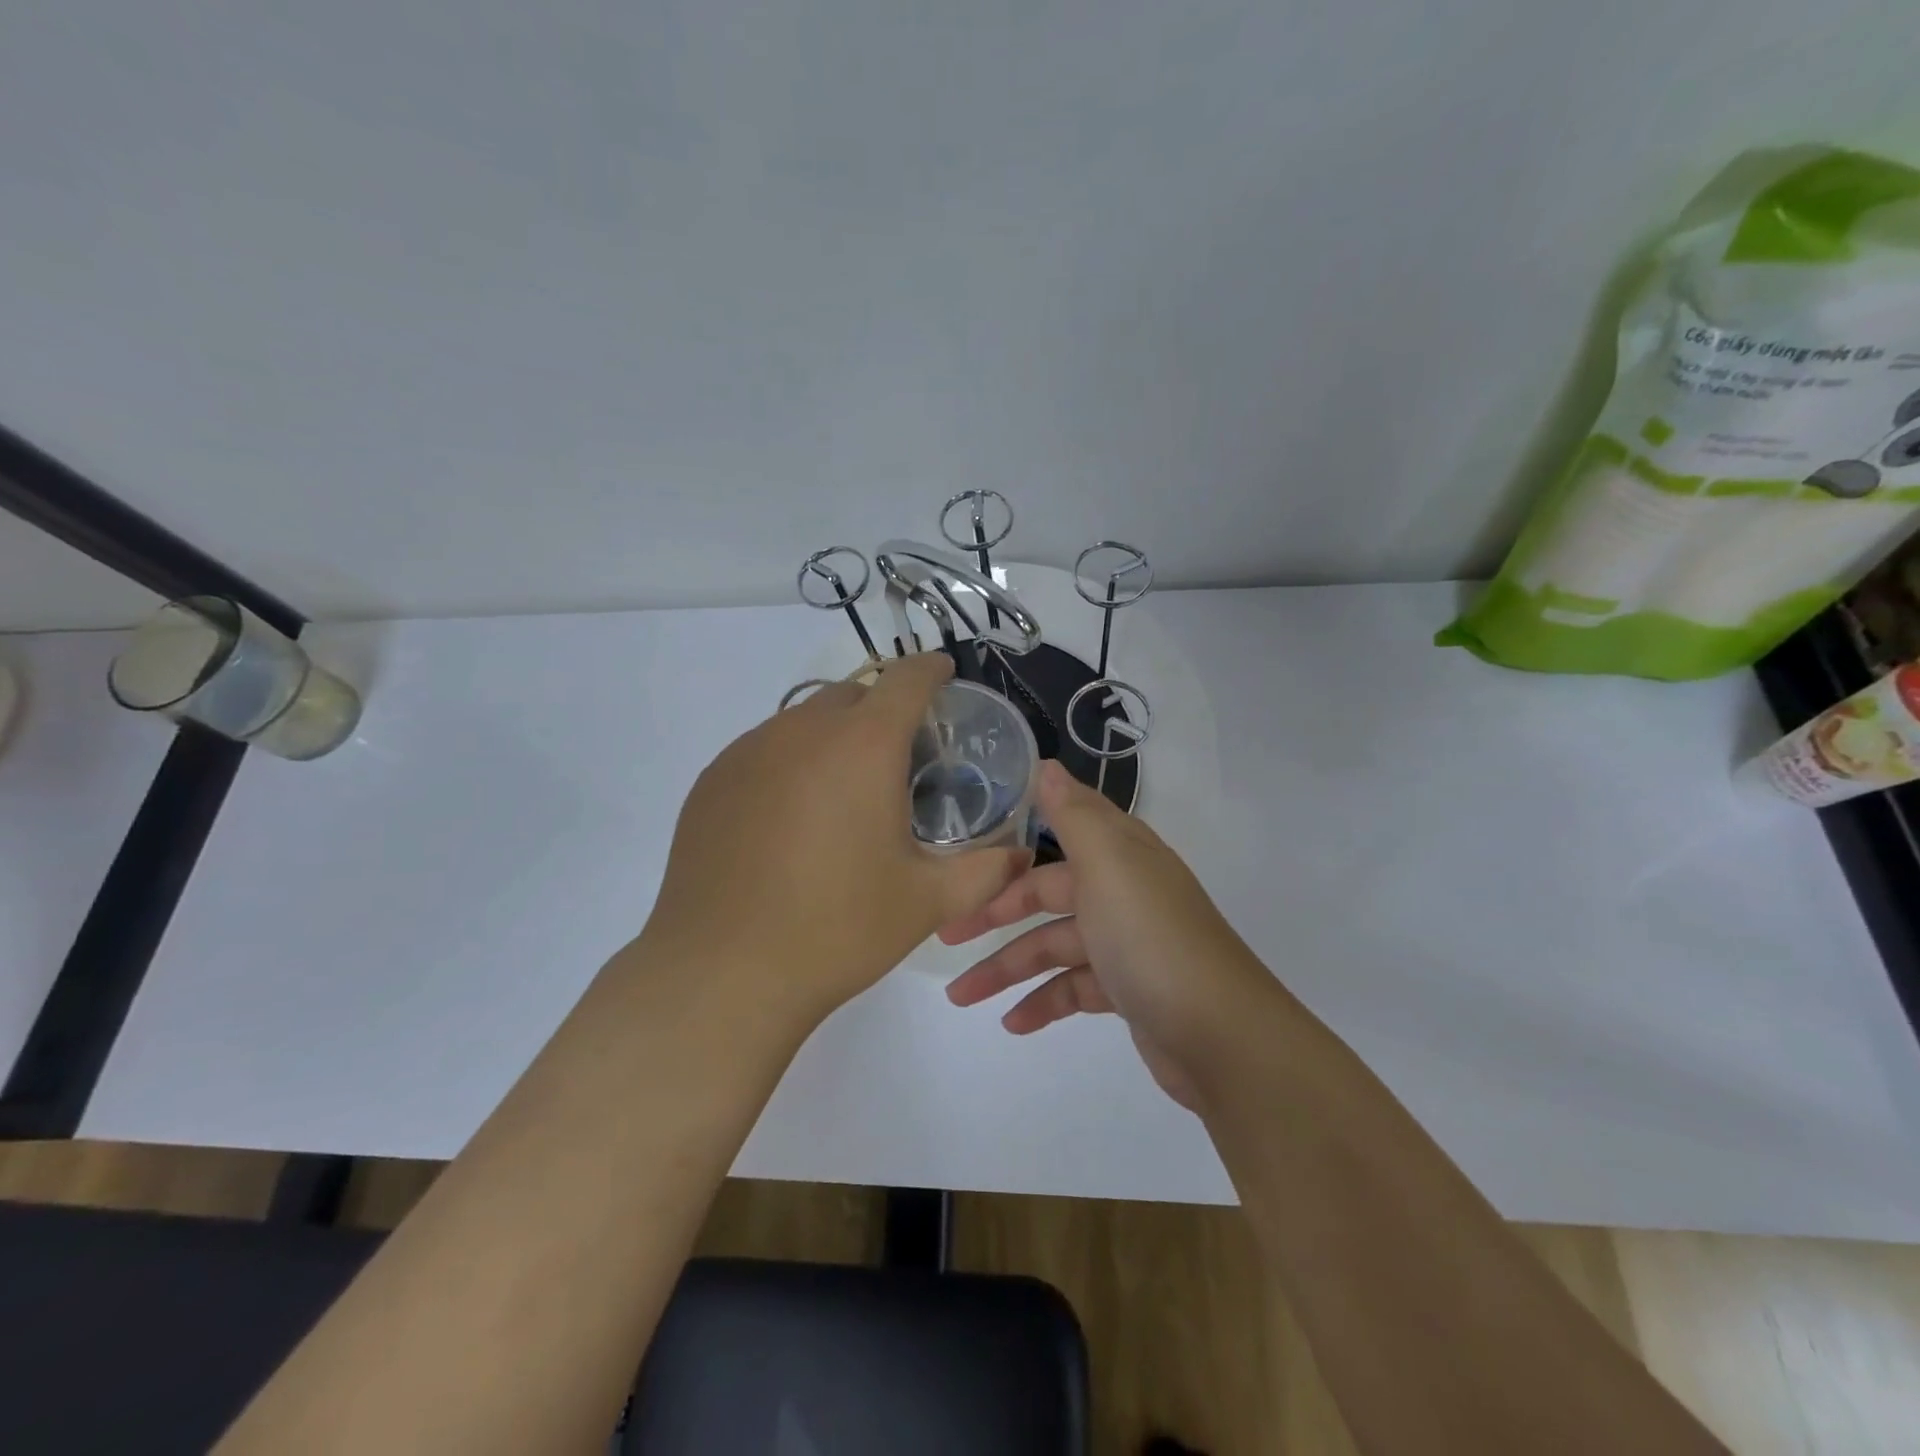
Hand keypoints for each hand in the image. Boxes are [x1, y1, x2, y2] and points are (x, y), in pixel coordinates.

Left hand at [642, 653, 1027, 1022]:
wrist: (722, 972)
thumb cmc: (837, 929)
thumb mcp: (927, 902)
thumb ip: (987, 871)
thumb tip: (1020, 855)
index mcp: (862, 746)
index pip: (905, 678)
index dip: (930, 671)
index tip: (944, 677)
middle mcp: (802, 731)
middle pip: (853, 694)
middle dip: (882, 711)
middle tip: (899, 761)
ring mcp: (748, 752)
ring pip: (804, 720)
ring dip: (834, 738)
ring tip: (843, 796)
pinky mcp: (712, 780)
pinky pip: (763, 749)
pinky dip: (790, 763)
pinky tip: (791, 820)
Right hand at [942, 759, 1270, 1108]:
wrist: (1221, 1035)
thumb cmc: (1150, 938)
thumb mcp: (1108, 865)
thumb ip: (1073, 814)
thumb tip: (1045, 764)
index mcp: (1119, 853)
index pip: (1059, 831)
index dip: (1016, 841)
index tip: (968, 851)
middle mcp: (1122, 890)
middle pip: (1047, 893)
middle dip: (995, 915)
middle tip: (945, 934)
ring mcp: (1125, 942)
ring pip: (1052, 947)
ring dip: (1006, 969)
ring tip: (960, 995)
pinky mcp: (1127, 990)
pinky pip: (1072, 988)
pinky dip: (1042, 1002)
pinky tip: (1012, 1023)